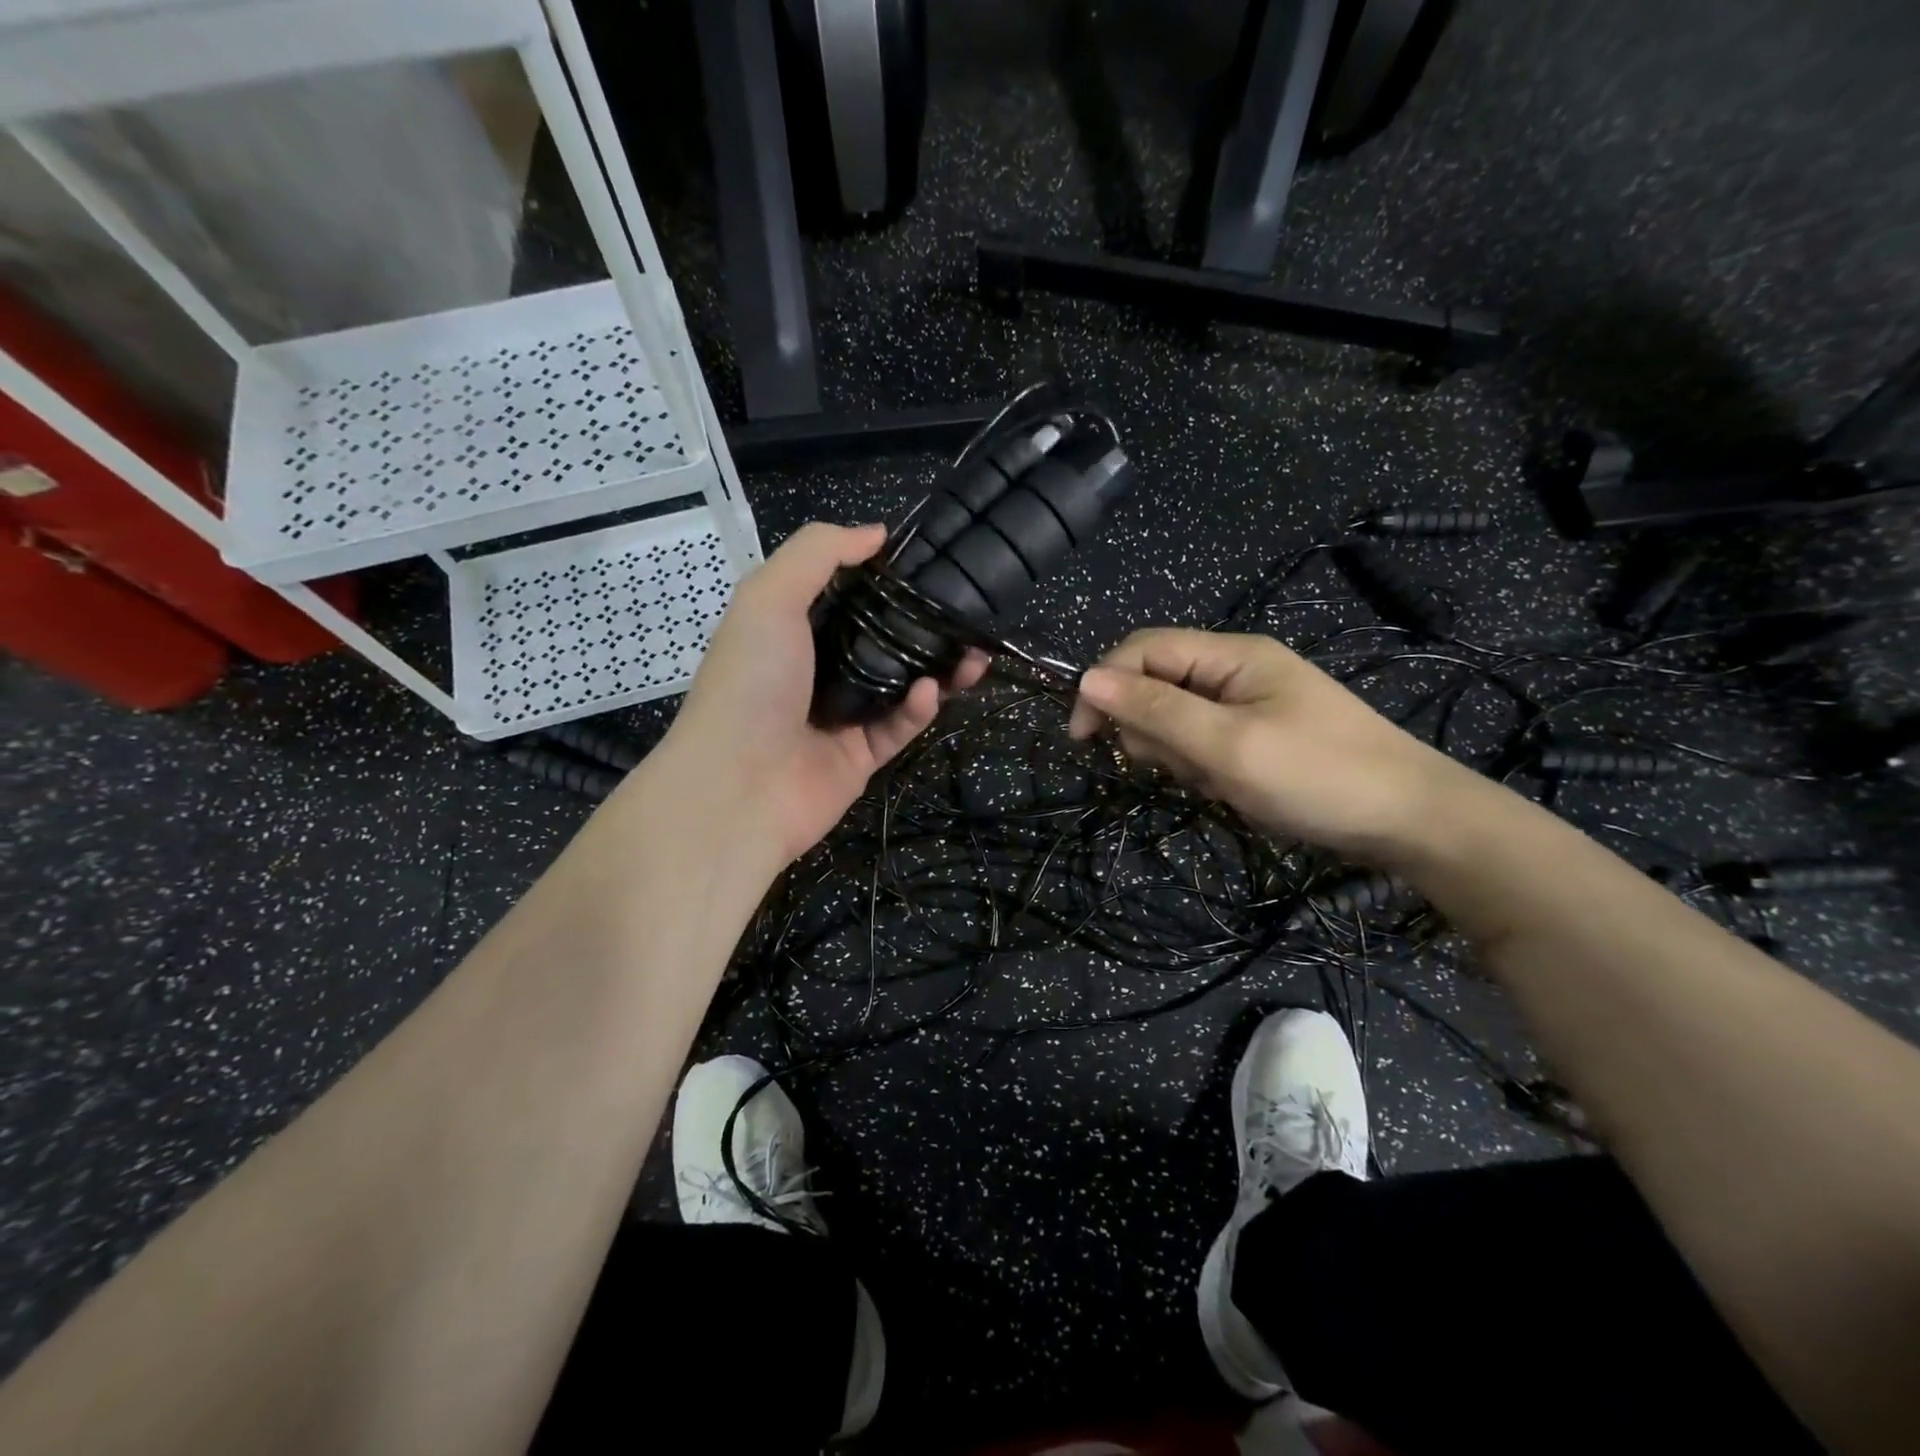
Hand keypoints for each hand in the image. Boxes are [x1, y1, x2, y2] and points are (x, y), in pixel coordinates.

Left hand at [657, 522, 987, 867]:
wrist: (737, 788)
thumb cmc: (750, 683)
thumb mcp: (769, 597)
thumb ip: (819, 553)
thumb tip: (875, 533)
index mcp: (789, 629)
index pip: (844, 595)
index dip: (884, 578)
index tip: (928, 563)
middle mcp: (816, 670)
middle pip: (880, 640)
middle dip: (923, 626)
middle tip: (965, 614)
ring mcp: (840, 716)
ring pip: (899, 685)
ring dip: (938, 668)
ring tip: (974, 653)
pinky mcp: (861, 757)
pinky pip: (898, 727)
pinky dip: (918, 709)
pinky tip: (933, 691)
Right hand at [1068, 627, 1483, 861]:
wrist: (1413, 821)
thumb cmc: (1317, 777)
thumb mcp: (1228, 745)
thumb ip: (1156, 711)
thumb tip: (1086, 678)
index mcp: (1232, 655)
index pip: (1143, 649)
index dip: (1103, 685)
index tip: (1082, 738)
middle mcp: (1236, 670)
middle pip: (1156, 683)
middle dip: (1149, 728)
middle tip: (1177, 768)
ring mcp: (1249, 704)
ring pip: (1176, 718)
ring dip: (1177, 753)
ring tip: (1212, 782)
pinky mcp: (1258, 735)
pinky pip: (1204, 742)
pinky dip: (1202, 767)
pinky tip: (1227, 789)